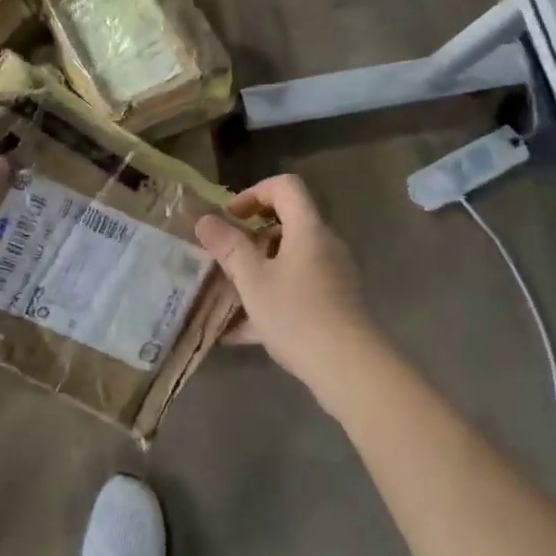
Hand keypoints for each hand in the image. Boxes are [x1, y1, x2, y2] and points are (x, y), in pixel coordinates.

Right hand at [195, 174, 381, 394]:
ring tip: (229, 294)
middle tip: (226, 256)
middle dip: (252, 237)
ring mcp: (333, 276)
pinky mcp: (334, 304)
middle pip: (287, 223)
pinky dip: (271, 297)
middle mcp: (324, 245)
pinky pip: (297, 288)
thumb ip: (228, 246)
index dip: (254, 192)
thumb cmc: (297, 314)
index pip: (285, 186)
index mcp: (307, 229)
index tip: (232, 217)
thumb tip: (205, 220)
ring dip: (259, 269)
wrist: (350, 369)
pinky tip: (240, 331)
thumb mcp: (252, 279)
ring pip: (290, 259)